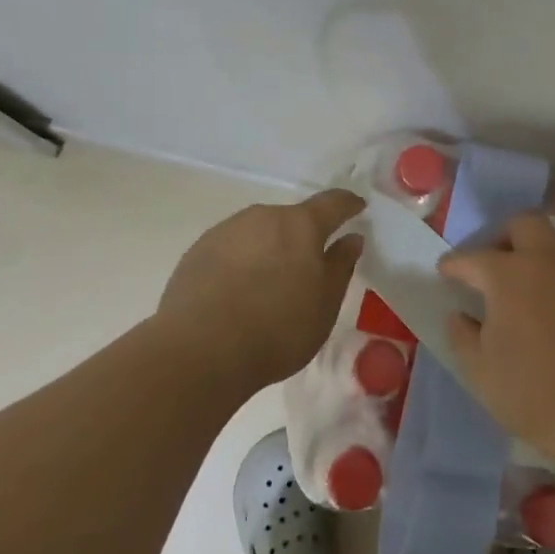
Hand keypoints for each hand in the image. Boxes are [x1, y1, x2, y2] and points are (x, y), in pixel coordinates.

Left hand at [157, 189, 364, 389]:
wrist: (199, 351)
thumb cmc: (277, 329)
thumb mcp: (325, 305)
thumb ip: (340, 266)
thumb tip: (351, 239)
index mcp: (300, 225)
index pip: (332, 202)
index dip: (348, 204)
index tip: (357, 208)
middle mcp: (262, 217)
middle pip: (291, 219)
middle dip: (303, 237)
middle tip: (308, 268)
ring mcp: (226, 231)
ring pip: (258, 233)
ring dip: (269, 249)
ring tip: (268, 286)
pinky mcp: (197, 251)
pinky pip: (231, 250)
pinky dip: (241, 263)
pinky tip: (237, 294)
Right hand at [439, 213, 554, 470]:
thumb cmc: (533, 391)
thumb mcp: (481, 371)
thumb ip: (463, 337)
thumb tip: (459, 316)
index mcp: (507, 274)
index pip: (471, 258)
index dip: (453, 264)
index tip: (445, 270)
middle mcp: (546, 260)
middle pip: (524, 224)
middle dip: (504, 236)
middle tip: (494, 263)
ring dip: (538, 253)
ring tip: (528, 282)